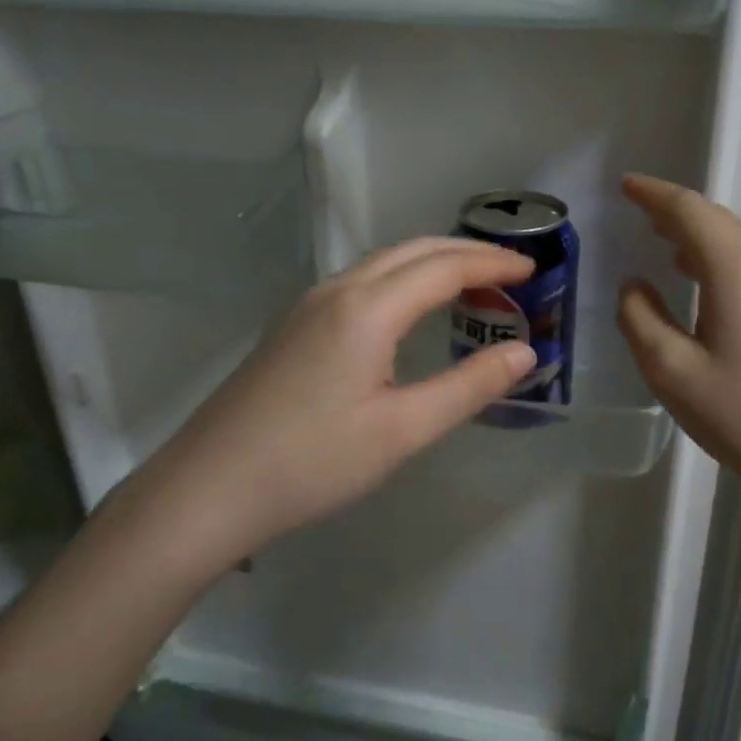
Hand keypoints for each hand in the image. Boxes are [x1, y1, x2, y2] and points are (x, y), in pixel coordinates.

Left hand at [123, 238, 536, 553]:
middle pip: (413, 251)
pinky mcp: (292, 327)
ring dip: (432, 264)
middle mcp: (336, 291)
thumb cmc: (312, 463)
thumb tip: (524, 353)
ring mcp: (307, 306)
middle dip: (466, 252)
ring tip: (471, 285)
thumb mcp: (402, 431)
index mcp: (366, 309)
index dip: (492, 263)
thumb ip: (468, 387)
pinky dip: (402, 280)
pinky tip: (411, 311)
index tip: (534, 268)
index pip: (444, 267)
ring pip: (383, 263)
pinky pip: (361, 283)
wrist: (207, 489)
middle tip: (510, 272)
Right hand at [616, 174, 740, 522]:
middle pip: (717, 220)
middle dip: (675, 214)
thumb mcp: (673, 373)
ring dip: (700, 238)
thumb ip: (640, 319)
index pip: (688, 209)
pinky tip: (709, 284)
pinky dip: (724, 261)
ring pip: (740, 242)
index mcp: (738, 266)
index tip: (626, 184)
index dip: (653, 194)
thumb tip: (635, 286)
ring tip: (666, 247)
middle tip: (640, 215)